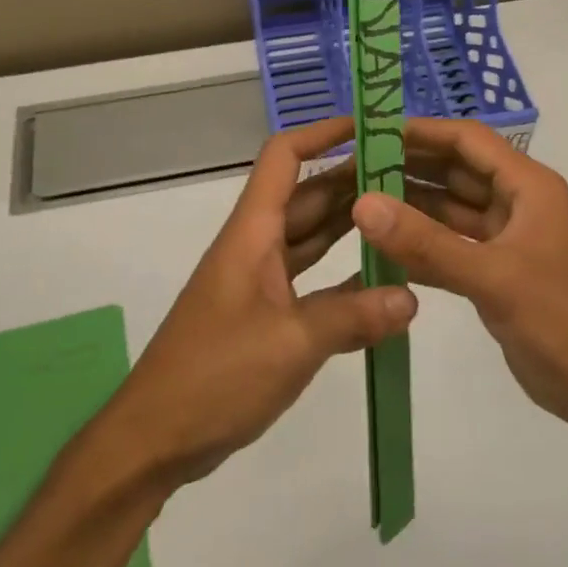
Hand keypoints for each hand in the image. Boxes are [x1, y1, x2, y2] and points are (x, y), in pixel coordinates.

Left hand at [101, 116, 418, 489]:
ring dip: (352, 227)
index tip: (371, 127)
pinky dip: (344, 277)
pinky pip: (312, 281)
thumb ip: (354, 316)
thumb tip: (412, 298)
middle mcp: (256, 247)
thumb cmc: (215, 376)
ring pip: (312, 238)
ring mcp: (259, 283)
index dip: (323, 133)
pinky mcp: (265, 317)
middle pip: (308, 196)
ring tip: (406, 217)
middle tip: (412, 176)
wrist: (155, 439)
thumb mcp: (291, 343)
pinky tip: (383, 284)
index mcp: (252, 234)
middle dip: (355, 181)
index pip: (284, 157)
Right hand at [353, 119, 567, 439]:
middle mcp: (518, 203)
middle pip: (457, 171)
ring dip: (412, 206)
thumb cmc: (562, 322)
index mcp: (529, 187)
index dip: (422, 132)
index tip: (371, 133)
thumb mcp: (494, 278)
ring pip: (452, 210)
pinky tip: (381, 249)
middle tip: (353, 168)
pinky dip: (422, 246)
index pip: (469, 140)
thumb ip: (427, 244)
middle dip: (409, 167)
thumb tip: (364, 204)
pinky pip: (453, 246)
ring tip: (358, 202)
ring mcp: (508, 239)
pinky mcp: (498, 272)